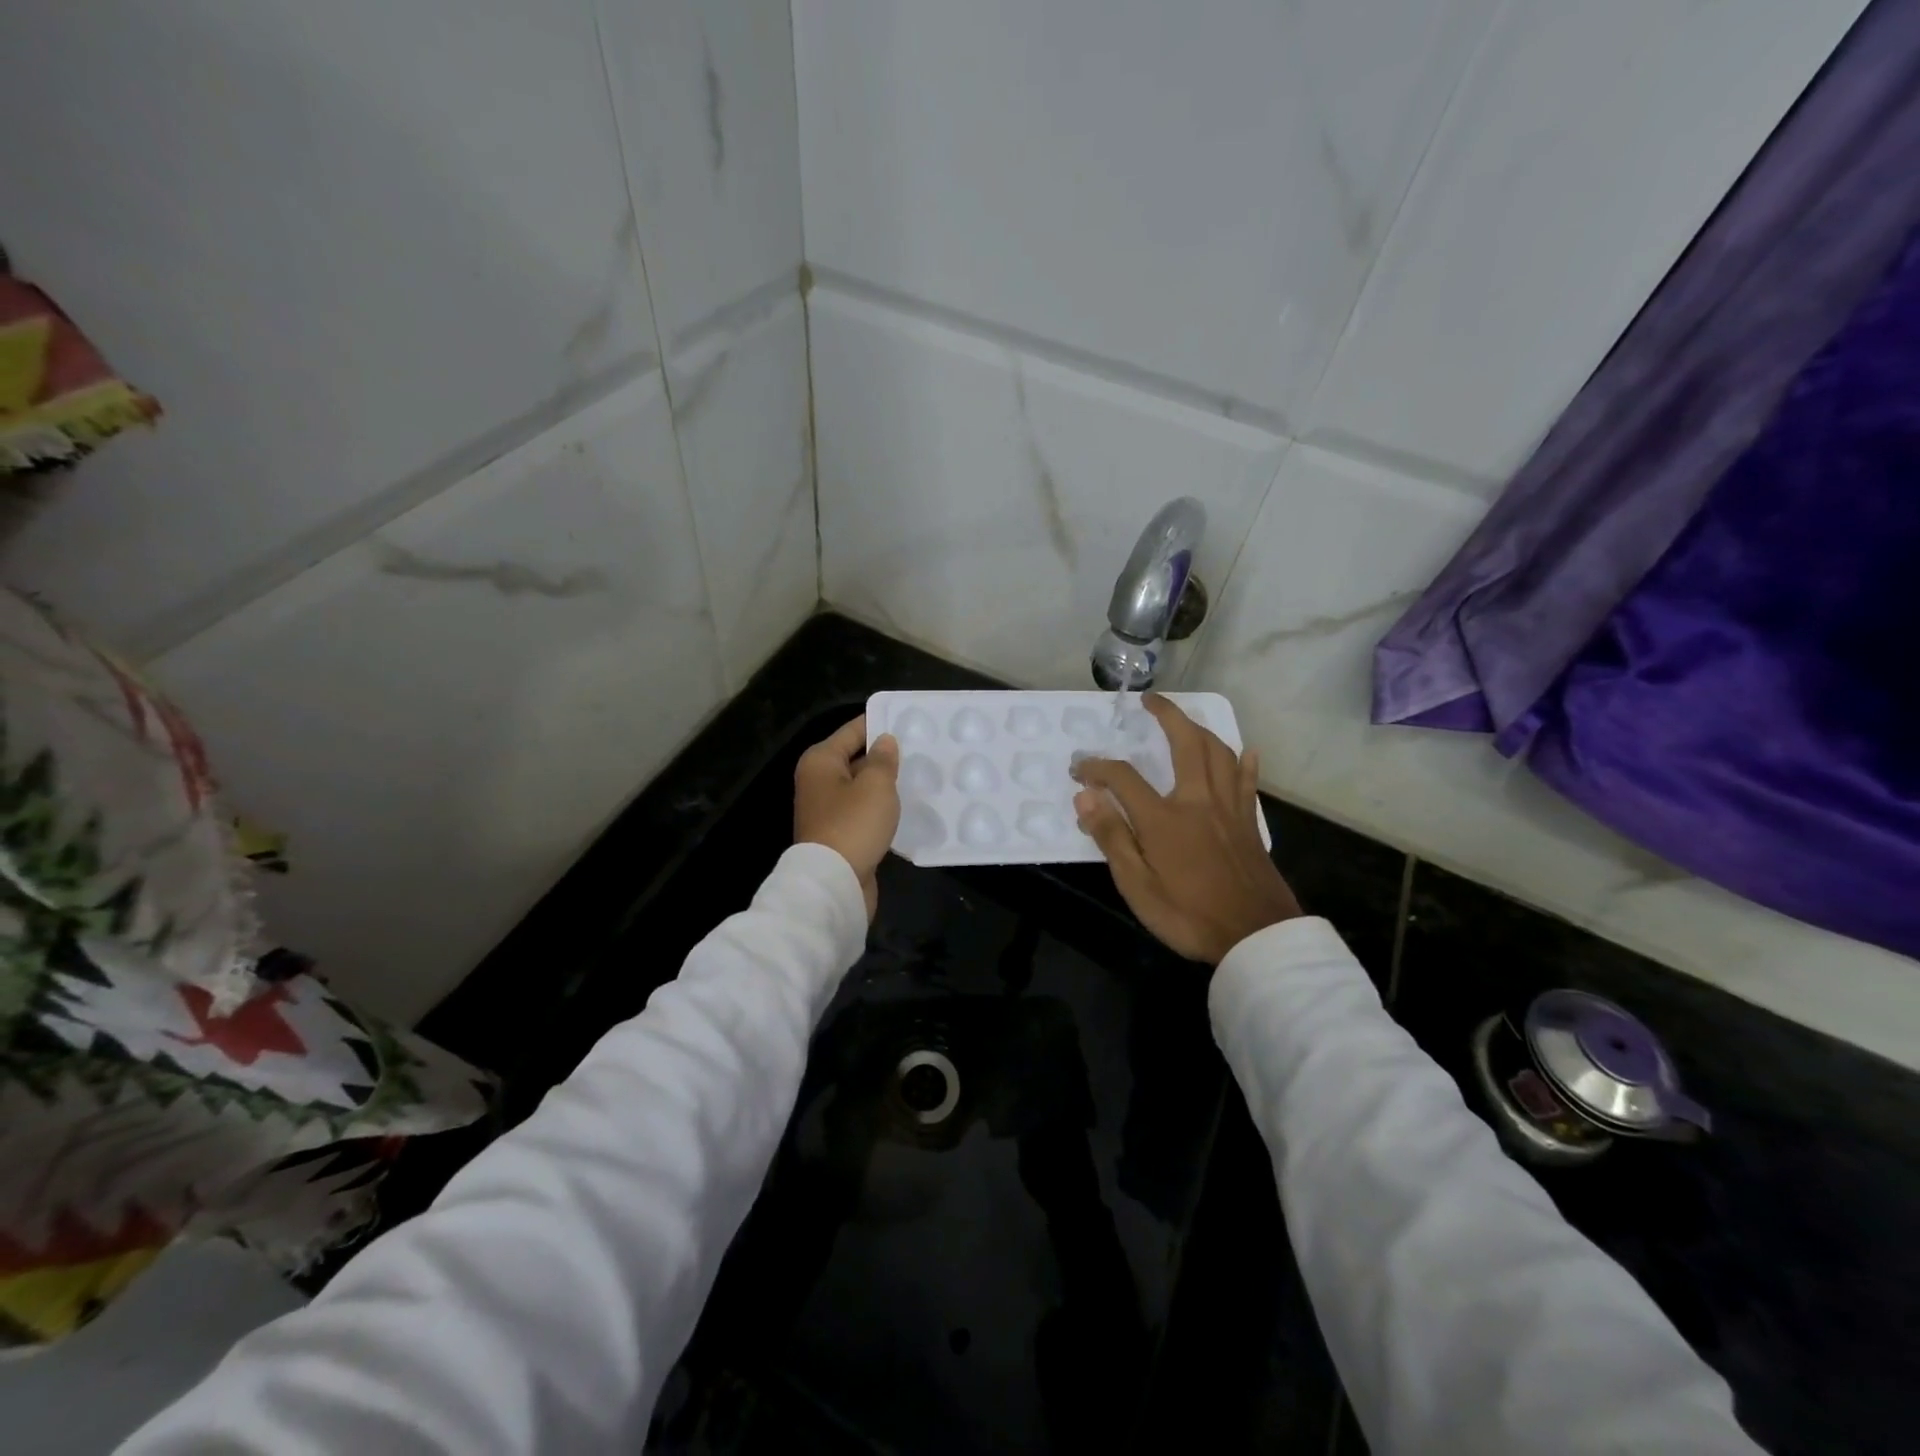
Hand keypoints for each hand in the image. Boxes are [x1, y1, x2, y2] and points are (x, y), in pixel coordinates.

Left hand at [795, 715, 900, 919]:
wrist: (834, 882)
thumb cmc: (854, 824)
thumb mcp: (875, 785)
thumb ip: (883, 759)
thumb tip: (884, 741)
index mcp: (821, 761)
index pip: (853, 731)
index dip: (879, 723)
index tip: (908, 720)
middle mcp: (818, 781)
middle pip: (855, 758)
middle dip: (885, 756)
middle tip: (921, 750)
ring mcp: (827, 810)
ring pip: (861, 787)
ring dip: (885, 785)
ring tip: (920, 777)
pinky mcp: (839, 834)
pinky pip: (863, 811)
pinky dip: (881, 808)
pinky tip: (907, 807)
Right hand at [1072, 694, 1300, 964]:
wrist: (1256, 937)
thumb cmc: (1189, 915)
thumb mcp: (1137, 886)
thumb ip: (1112, 837)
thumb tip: (1085, 795)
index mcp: (1165, 818)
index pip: (1123, 777)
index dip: (1097, 767)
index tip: (1079, 769)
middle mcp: (1198, 801)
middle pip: (1185, 743)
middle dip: (1166, 715)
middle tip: (1149, 701)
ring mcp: (1229, 809)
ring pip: (1219, 753)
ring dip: (1200, 729)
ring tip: (1185, 721)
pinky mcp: (1249, 822)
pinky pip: (1247, 781)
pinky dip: (1243, 761)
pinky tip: (1245, 751)